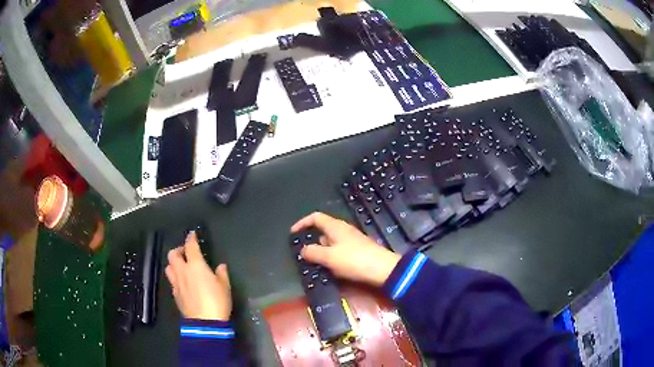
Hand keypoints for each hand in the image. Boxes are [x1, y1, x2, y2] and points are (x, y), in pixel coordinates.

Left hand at [165, 232, 231, 320]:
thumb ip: (221, 274)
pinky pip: (172, 281)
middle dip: (178, 250)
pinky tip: (183, 283)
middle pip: (173, 254)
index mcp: (196, 266)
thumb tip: (220, 266)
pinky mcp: (175, 294)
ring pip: (168, 267)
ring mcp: (176, 283)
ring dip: (173, 264)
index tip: (192, 234)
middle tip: (185, 253)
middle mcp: (183, 271)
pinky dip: (176, 278)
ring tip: (181, 267)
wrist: (205, 322)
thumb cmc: (217, 302)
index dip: (191, 238)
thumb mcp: (225, 287)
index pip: (190, 246)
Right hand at [291, 212, 400, 286]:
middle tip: (303, 255)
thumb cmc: (354, 260)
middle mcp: (343, 230)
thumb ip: (313, 252)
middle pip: (323, 230)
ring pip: (331, 242)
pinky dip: (331, 257)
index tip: (292, 234)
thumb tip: (303, 250)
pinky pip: (339, 251)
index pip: (315, 217)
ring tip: (315, 265)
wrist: (383, 269)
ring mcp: (352, 240)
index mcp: (335, 226)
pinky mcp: (358, 251)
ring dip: (322, 252)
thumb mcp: (329, 257)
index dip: (302, 223)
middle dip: (312, 241)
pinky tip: (331, 269)